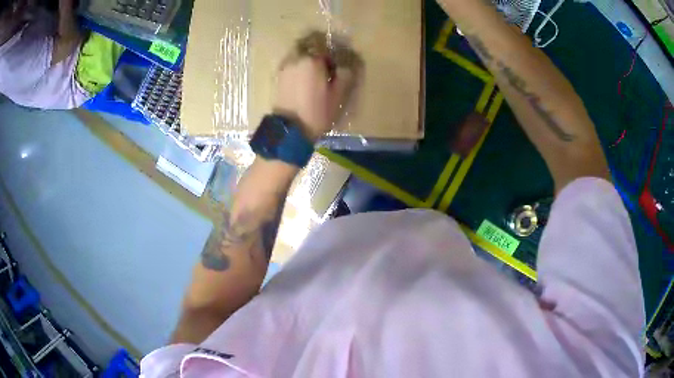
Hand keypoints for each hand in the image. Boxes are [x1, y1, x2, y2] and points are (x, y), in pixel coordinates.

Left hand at [274, 57, 356, 141]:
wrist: (290, 130)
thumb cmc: (318, 113)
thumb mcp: (339, 96)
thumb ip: (345, 76)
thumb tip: (346, 66)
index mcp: (313, 61)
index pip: (328, 50)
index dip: (335, 58)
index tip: (338, 68)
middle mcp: (297, 59)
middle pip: (311, 49)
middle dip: (319, 56)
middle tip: (326, 69)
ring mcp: (285, 68)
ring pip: (299, 56)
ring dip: (307, 61)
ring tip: (313, 76)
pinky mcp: (278, 77)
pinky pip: (291, 66)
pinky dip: (298, 69)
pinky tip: (302, 81)